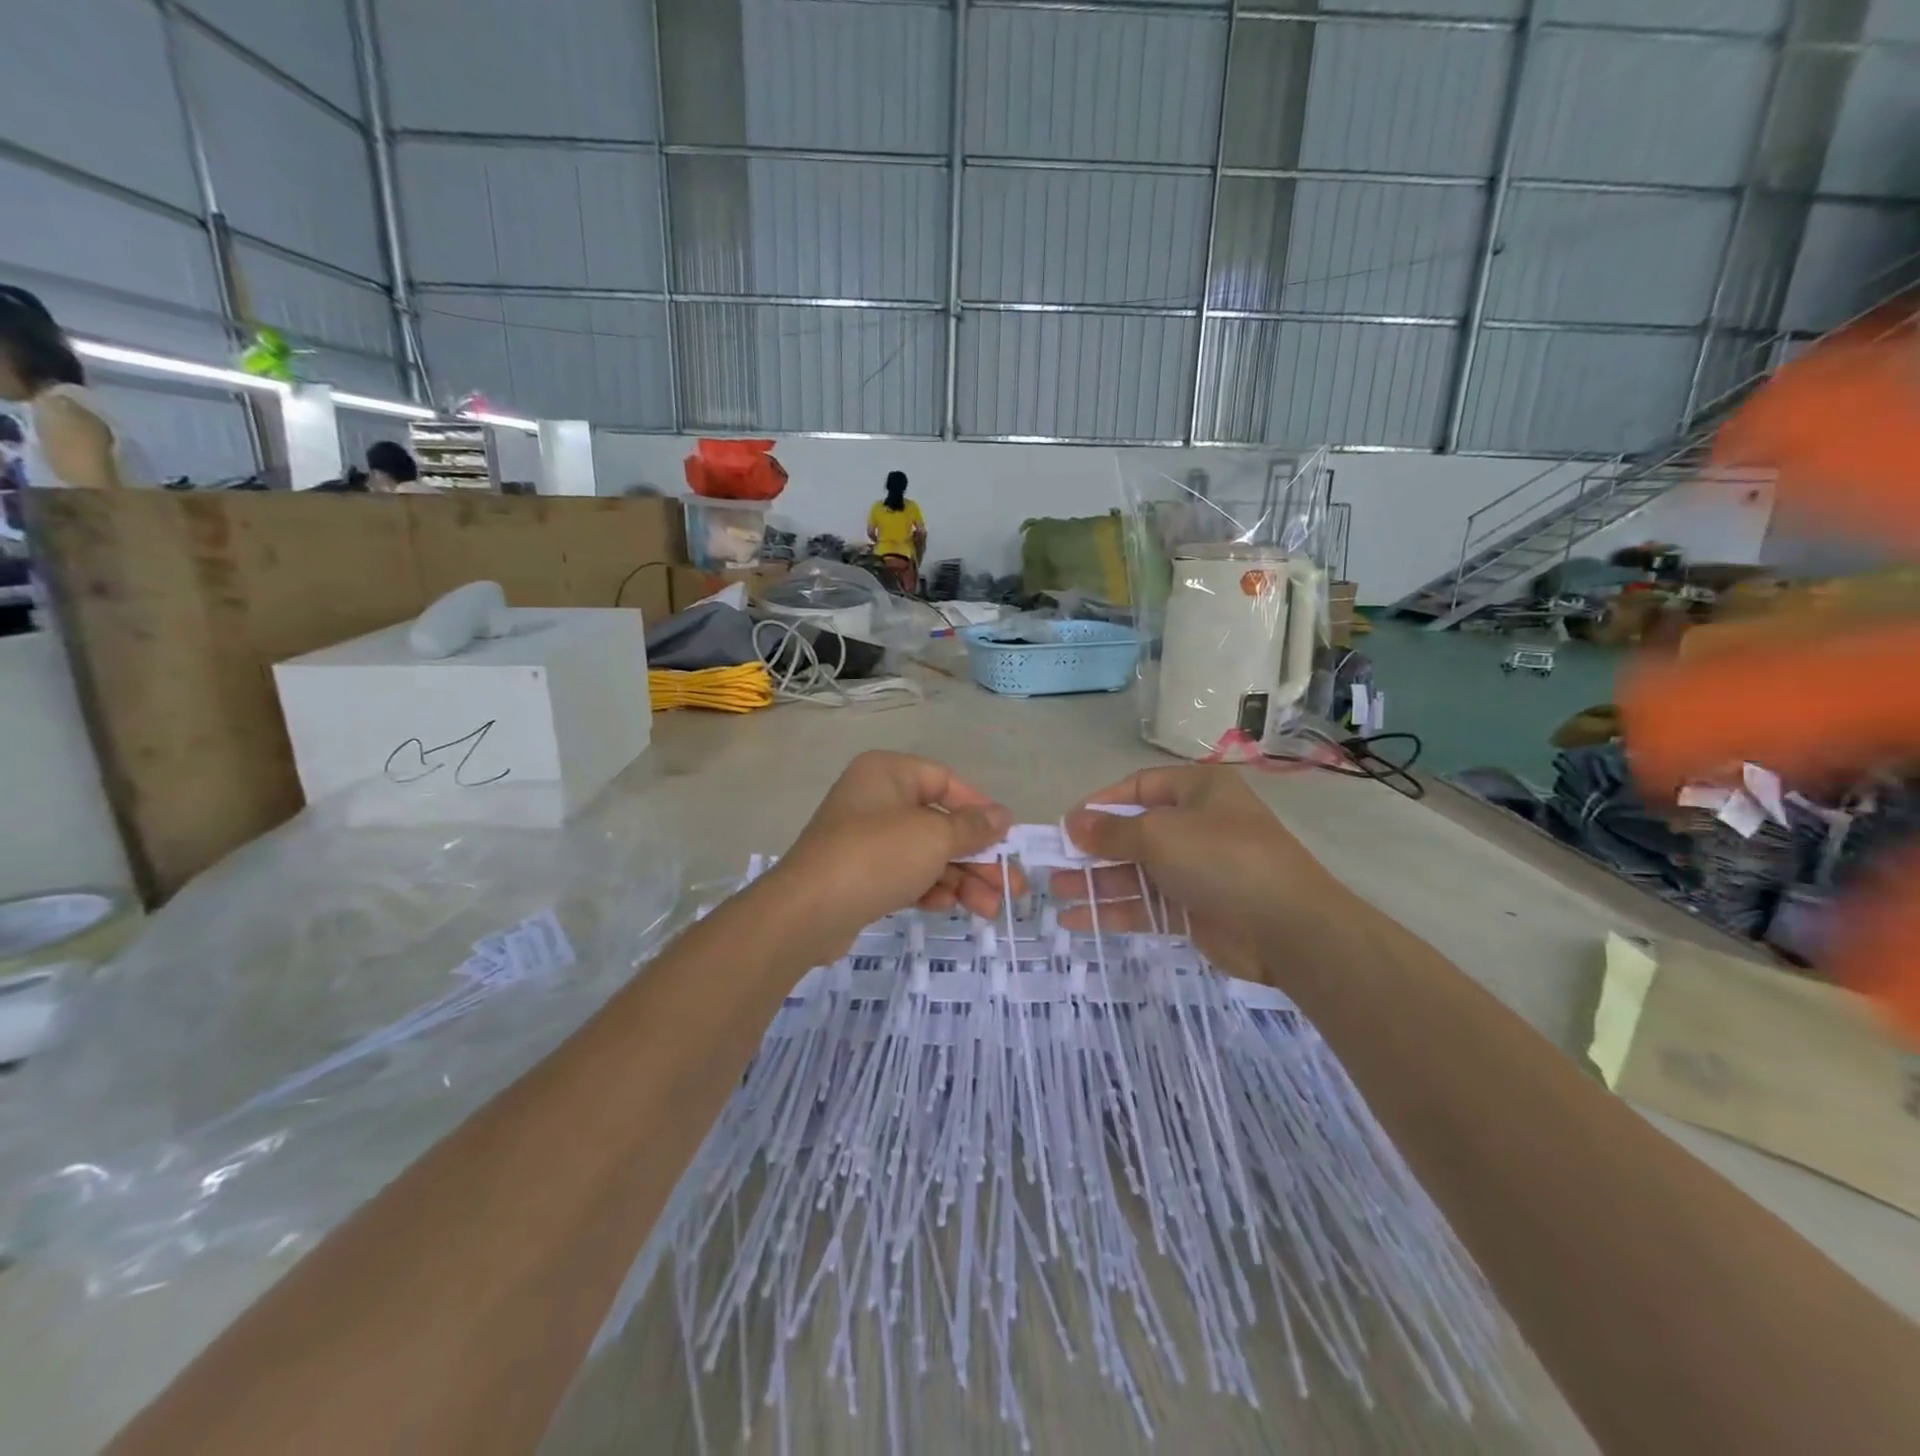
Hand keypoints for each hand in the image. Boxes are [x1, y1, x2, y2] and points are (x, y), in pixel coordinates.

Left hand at [760, 751, 1017, 964]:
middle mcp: (876, 799)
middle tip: (1011, 888)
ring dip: (961, 879)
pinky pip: (905, 874)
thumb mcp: (934, 836)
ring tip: (990, 910)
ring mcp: (865, 838)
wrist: (807, 911)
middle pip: (940, 823)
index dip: (980, 809)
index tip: (1007, 838)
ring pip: (926, 853)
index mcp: (888, 773)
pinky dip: (930, 888)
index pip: (946, 782)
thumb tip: (1003, 815)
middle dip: (977, 857)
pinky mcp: (860, 874)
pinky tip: (949, 907)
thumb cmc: (876, 856)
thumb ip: (973, 827)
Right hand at [1054, 766, 1352, 983]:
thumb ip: (1110, 833)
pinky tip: (1076, 919)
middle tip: (1053, 861)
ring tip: (1054, 891)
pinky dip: (1113, 910)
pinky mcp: (1193, 910)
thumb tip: (1072, 824)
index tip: (1067, 823)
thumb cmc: (1222, 859)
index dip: (1101, 804)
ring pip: (1135, 871)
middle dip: (1092, 848)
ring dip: (1096, 881)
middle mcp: (1195, 826)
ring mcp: (1195, 870)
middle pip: (1132, 832)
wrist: (1287, 928)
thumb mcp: (1159, 835)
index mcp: (1197, 791)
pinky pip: (1145, 904)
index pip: (1138, 787)